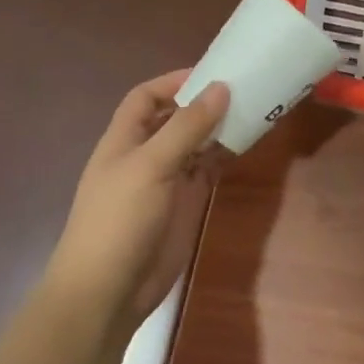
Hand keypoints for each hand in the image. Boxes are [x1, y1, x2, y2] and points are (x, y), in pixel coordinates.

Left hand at [49, 71, 230, 334]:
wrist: (109, 290)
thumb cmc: (119, 220)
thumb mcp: (150, 166)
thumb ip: (186, 127)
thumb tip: (220, 87)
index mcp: (124, 139)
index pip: (146, 97)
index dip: (174, 82)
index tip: (212, 73)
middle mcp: (146, 154)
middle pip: (175, 118)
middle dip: (204, 102)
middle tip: (244, 87)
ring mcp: (167, 180)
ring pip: (196, 143)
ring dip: (219, 127)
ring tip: (254, 109)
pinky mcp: (186, 203)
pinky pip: (208, 170)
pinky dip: (225, 155)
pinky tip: (247, 142)